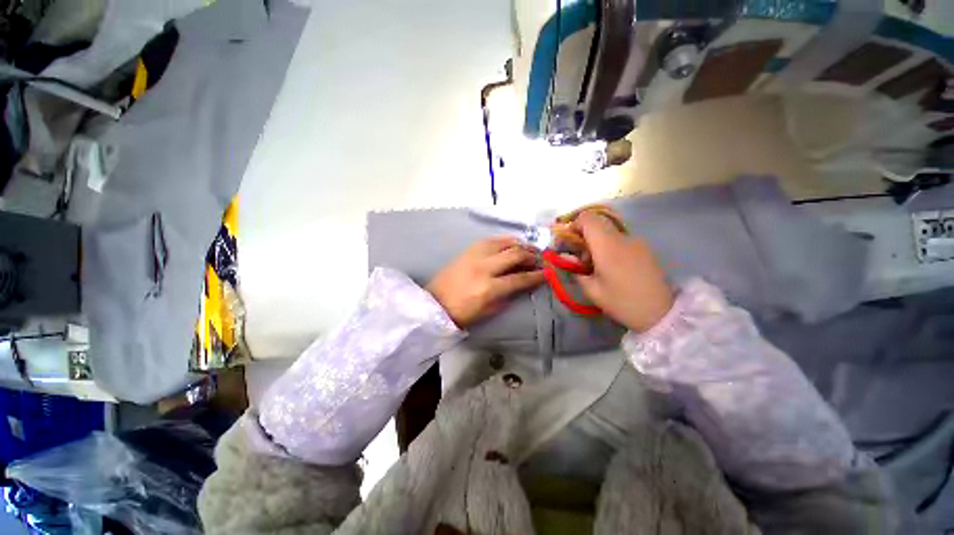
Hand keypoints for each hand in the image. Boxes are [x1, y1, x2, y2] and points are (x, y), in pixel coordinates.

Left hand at [427, 237, 545, 327]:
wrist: (436, 303)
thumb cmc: (463, 313)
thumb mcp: (490, 310)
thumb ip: (509, 295)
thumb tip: (524, 283)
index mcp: (489, 288)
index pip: (520, 278)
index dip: (537, 276)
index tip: (547, 273)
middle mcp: (484, 267)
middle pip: (514, 254)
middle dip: (531, 256)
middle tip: (539, 259)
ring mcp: (474, 255)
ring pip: (503, 242)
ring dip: (519, 244)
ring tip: (527, 249)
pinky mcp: (468, 250)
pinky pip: (490, 240)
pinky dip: (504, 241)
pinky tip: (510, 244)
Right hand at [573, 212, 673, 332]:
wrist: (661, 312)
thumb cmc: (622, 302)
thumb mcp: (592, 290)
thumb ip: (576, 270)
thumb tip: (567, 258)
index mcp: (608, 246)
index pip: (588, 218)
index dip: (574, 225)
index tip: (569, 241)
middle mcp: (623, 238)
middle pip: (598, 222)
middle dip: (584, 234)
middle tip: (580, 255)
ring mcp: (636, 241)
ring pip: (609, 231)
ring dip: (597, 241)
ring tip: (596, 265)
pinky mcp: (644, 248)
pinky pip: (620, 239)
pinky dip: (609, 246)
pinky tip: (612, 266)